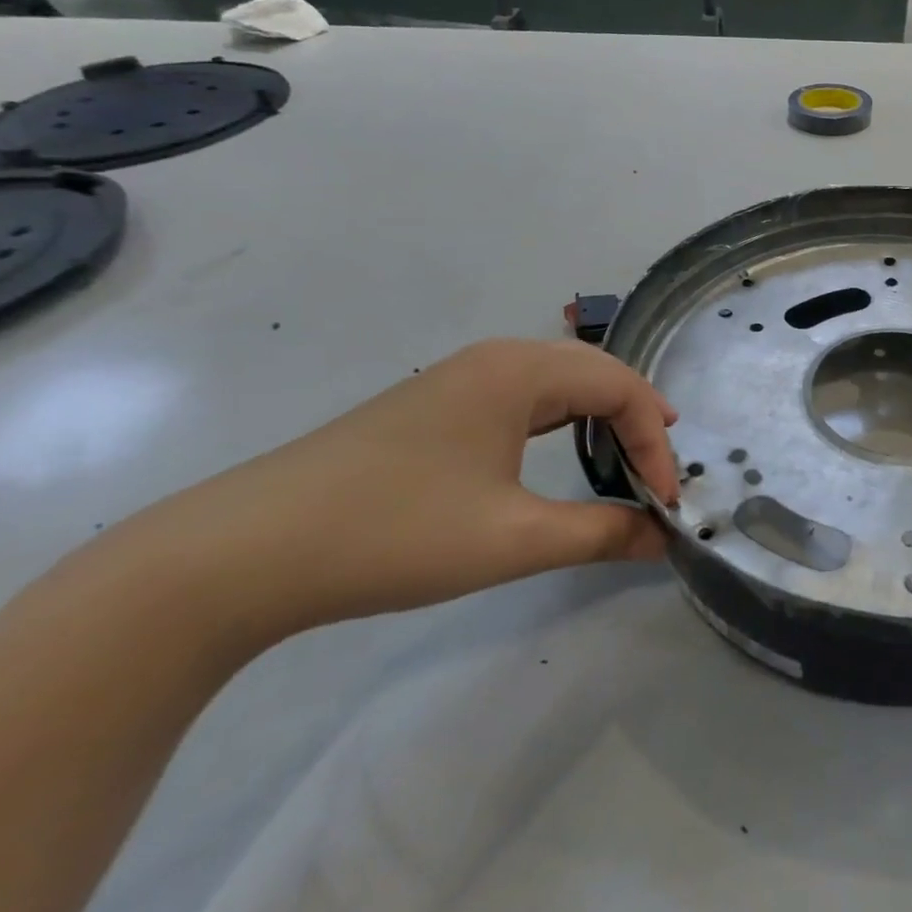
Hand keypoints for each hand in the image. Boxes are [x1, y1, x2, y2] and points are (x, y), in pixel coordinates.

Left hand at [119, 340, 680, 641]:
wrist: (243, 552)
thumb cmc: (396, 533)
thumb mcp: (513, 540)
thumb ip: (601, 533)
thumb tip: (663, 540)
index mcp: (520, 370)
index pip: (621, 388)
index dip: (656, 442)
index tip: (668, 503)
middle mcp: (496, 358)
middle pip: (595, 373)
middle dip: (637, 421)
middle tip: (660, 474)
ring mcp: (459, 378)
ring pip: (558, 382)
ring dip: (599, 417)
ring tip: (625, 459)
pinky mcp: (434, 405)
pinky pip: (522, 398)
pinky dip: (559, 422)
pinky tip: (557, 455)